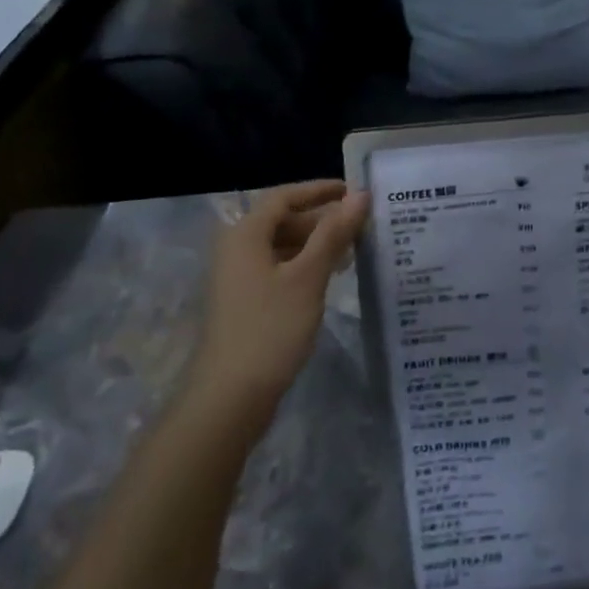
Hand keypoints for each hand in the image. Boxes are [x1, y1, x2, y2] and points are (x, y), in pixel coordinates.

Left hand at [187, 179, 368, 415]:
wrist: (228, 399)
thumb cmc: (270, 329)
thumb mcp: (308, 277)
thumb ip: (334, 233)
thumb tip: (360, 195)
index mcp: (245, 235)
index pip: (284, 197)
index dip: (318, 190)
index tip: (352, 191)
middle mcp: (236, 250)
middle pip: (282, 220)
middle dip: (321, 219)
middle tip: (359, 226)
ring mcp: (237, 279)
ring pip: (281, 246)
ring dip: (315, 244)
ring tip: (351, 252)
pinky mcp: (244, 303)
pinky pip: (278, 269)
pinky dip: (304, 265)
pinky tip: (328, 279)